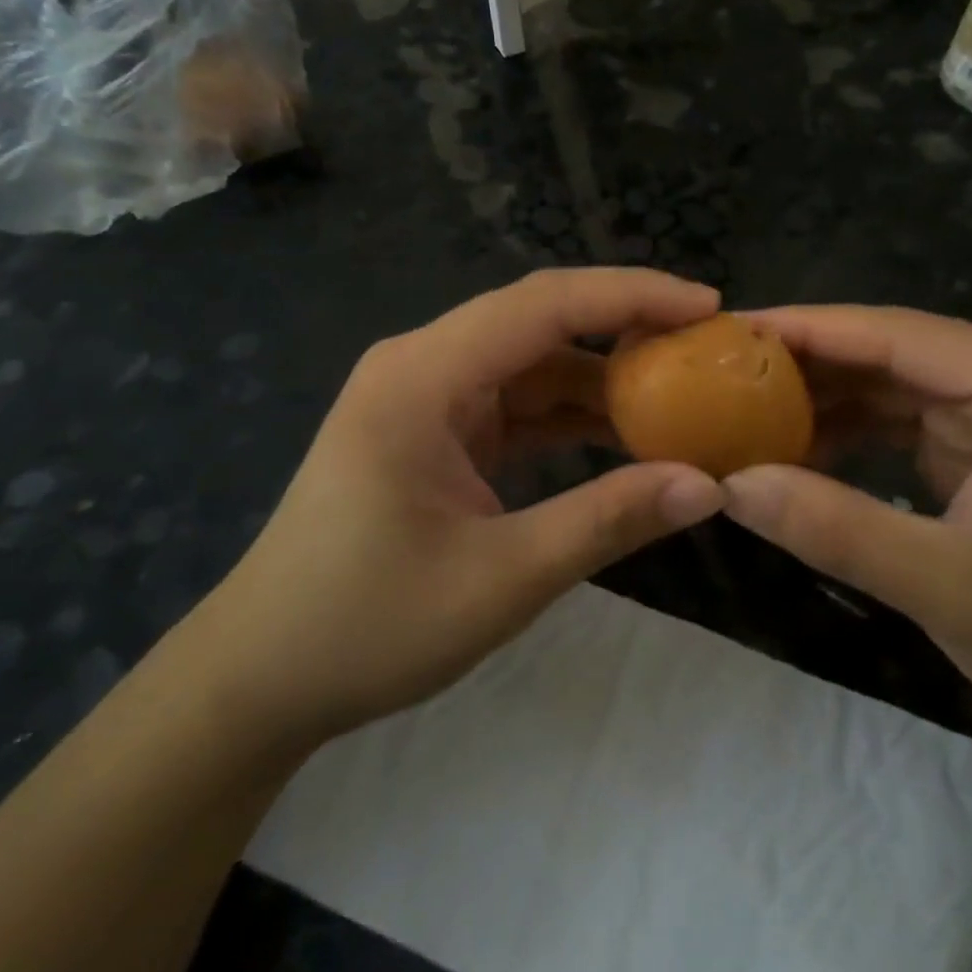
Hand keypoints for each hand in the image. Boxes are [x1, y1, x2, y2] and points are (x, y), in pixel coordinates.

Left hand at [193, 269, 726, 750]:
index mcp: (423, 376)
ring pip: (531, 362)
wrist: (262, 675)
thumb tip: (709, 486)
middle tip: (707, 345)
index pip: (543, 305)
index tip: (707, 306)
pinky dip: (569, 414)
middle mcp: (423, 365)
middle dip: (625, 327)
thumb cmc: (368, 625)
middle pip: (538, 320)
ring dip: (601, 377)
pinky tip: (624, 433)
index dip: (631, 296)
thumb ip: (608, 520)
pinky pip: (515, 403)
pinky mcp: (434, 430)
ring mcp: (426, 396)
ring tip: (682, 393)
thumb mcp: (502, 577)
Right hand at [720, 306, 971, 823]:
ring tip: (744, 407)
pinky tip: (799, 448)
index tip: (728, 331)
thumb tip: (731, 484)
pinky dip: (856, 433)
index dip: (807, 328)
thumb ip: (836, 530)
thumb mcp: (953, 591)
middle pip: (896, 350)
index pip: (899, 332)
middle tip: (720, 370)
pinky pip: (911, 422)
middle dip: (808, 362)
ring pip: (898, 385)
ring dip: (827, 399)